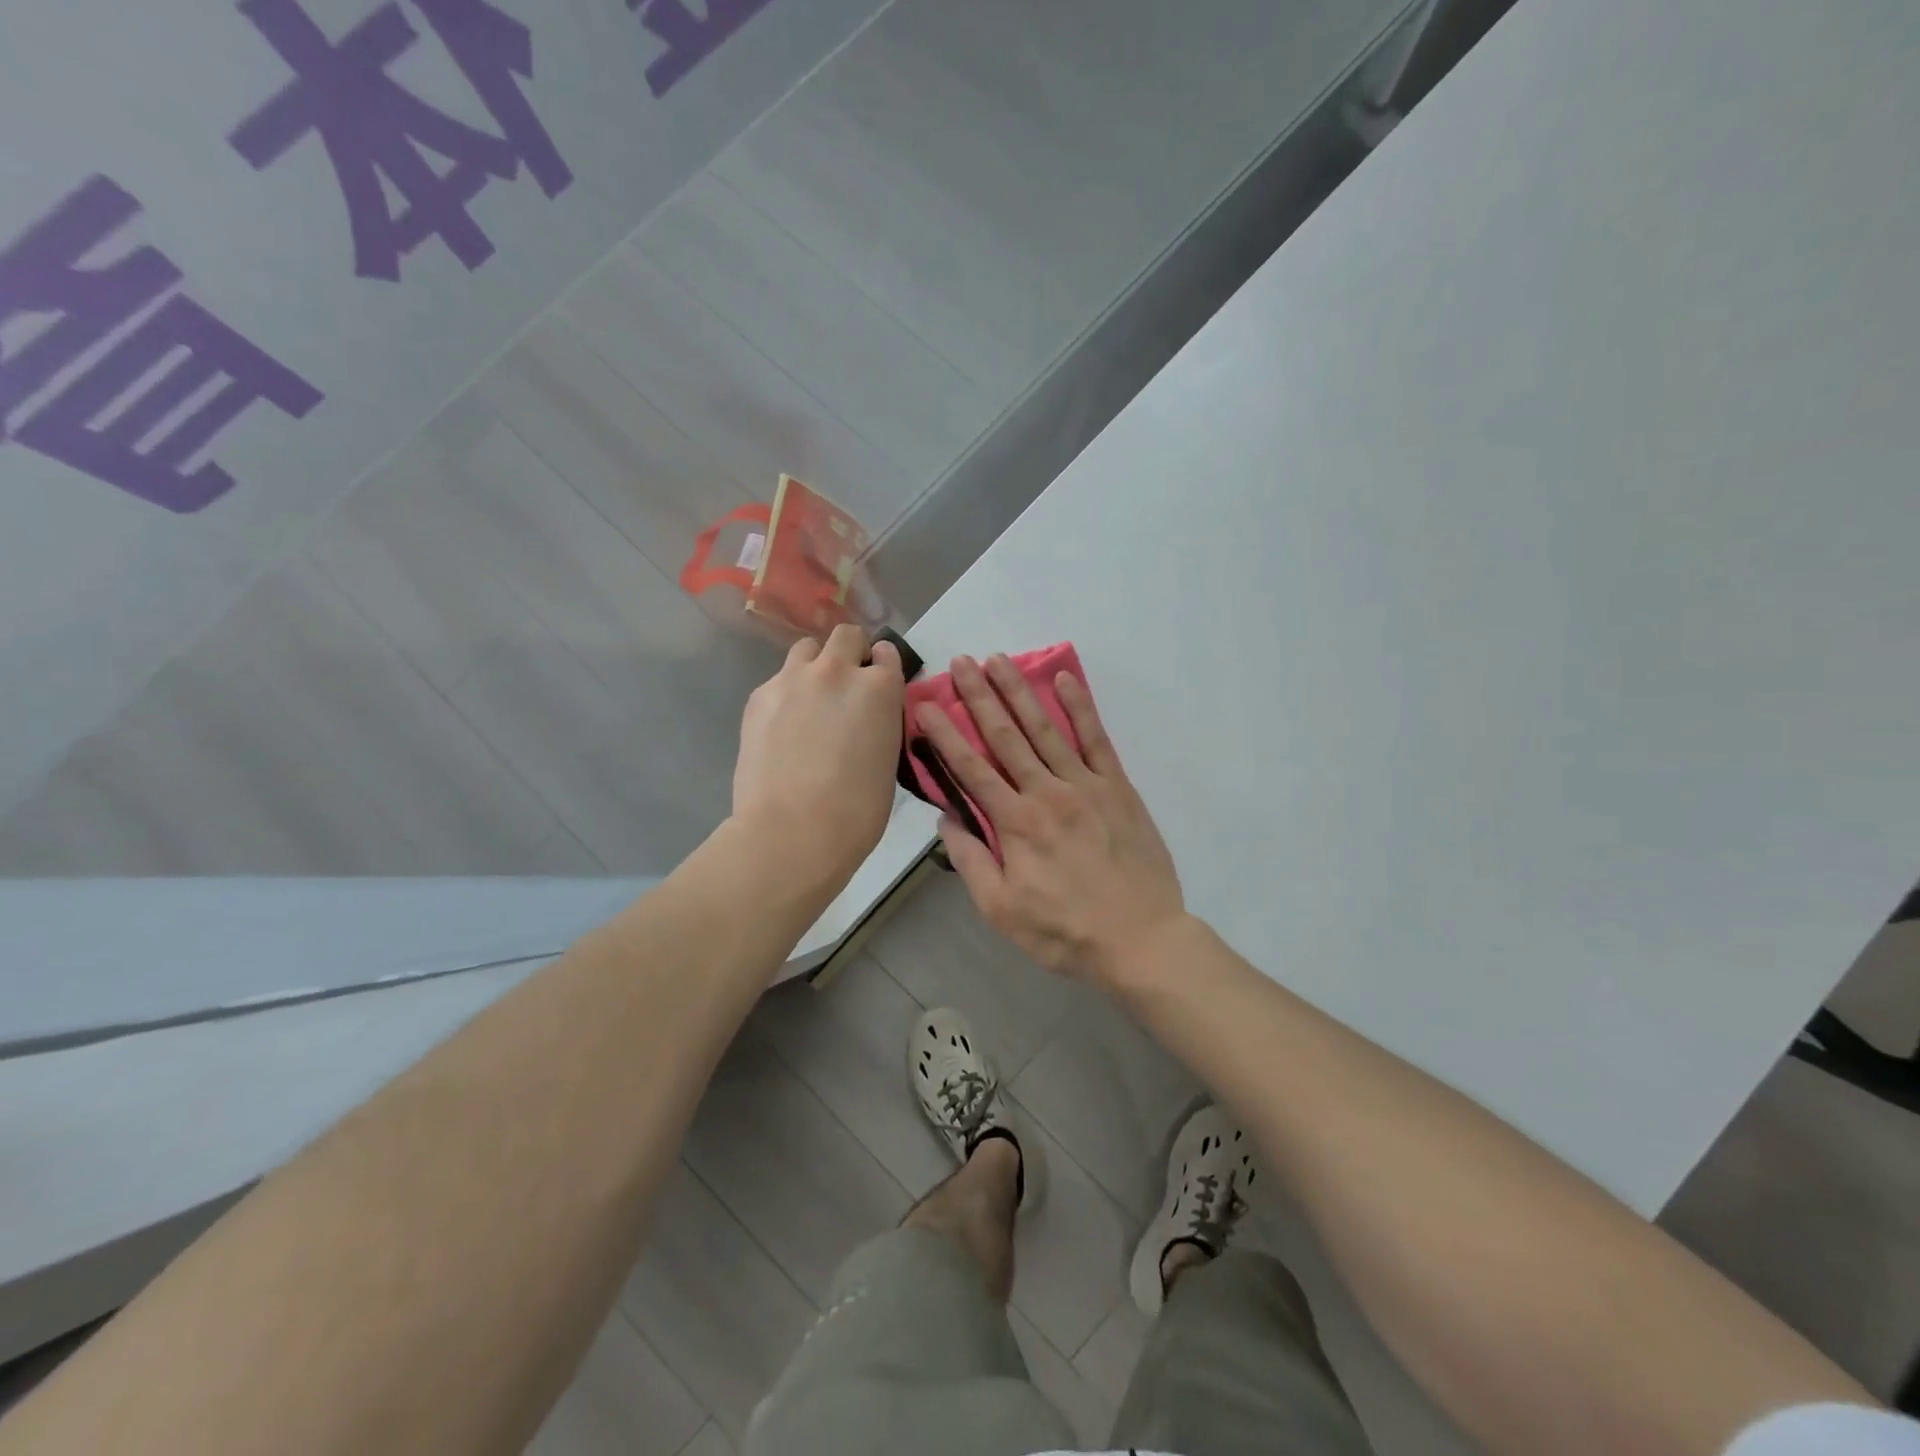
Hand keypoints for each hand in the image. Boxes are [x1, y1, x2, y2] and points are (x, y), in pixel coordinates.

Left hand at [733, 625, 904, 880]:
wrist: (794, 830)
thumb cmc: (857, 811)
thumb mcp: (888, 760)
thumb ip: (880, 723)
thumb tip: (867, 719)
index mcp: (880, 688)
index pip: (887, 654)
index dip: (883, 666)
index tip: (879, 682)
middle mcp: (837, 670)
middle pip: (846, 635)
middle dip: (850, 652)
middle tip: (845, 685)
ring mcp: (793, 679)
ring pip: (806, 649)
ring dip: (814, 666)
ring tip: (811, 700)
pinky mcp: (759, 696)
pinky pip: (778, 680)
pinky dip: (786, 694)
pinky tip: (783, 727)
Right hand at [915, 654, 1185, 988]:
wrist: (1141, 939)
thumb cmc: (1065, 932)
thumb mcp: (1001, 910)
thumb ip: (971, 861)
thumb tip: (947, 818)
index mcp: (1015, 823)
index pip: (970, 768)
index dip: (944, 733)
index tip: (925, 703)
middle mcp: (1046, 793)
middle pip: (1005, 736)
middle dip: (979, 696)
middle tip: (961, 661)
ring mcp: (1086, 785)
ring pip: (1045, 728)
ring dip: (1019, 692)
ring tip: (999, 659)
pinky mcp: (1118, 787)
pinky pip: (1096, 739)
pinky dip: (1080, 707)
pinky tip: (1063, 680)